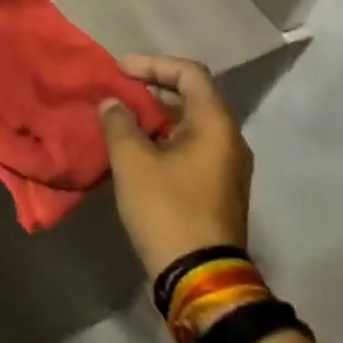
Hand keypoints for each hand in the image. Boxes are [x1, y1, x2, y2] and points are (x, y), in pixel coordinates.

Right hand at [100, 54, 251, 277]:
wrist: (201, 278)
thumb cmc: (167, 209)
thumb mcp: (132, 161)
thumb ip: (119, 123)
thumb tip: (113, 104)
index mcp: (216, 124)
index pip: (189, 72)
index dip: (152, 64)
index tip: (119, 71)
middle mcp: (230, 139)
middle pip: (193, 95)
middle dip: (153, 88)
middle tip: (119, 91)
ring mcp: (228, 166)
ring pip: (192, 123)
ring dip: (158, 115)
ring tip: (123, 118)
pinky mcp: (220, 188)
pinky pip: (193, 147)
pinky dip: (166, 138)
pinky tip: (138, 149)